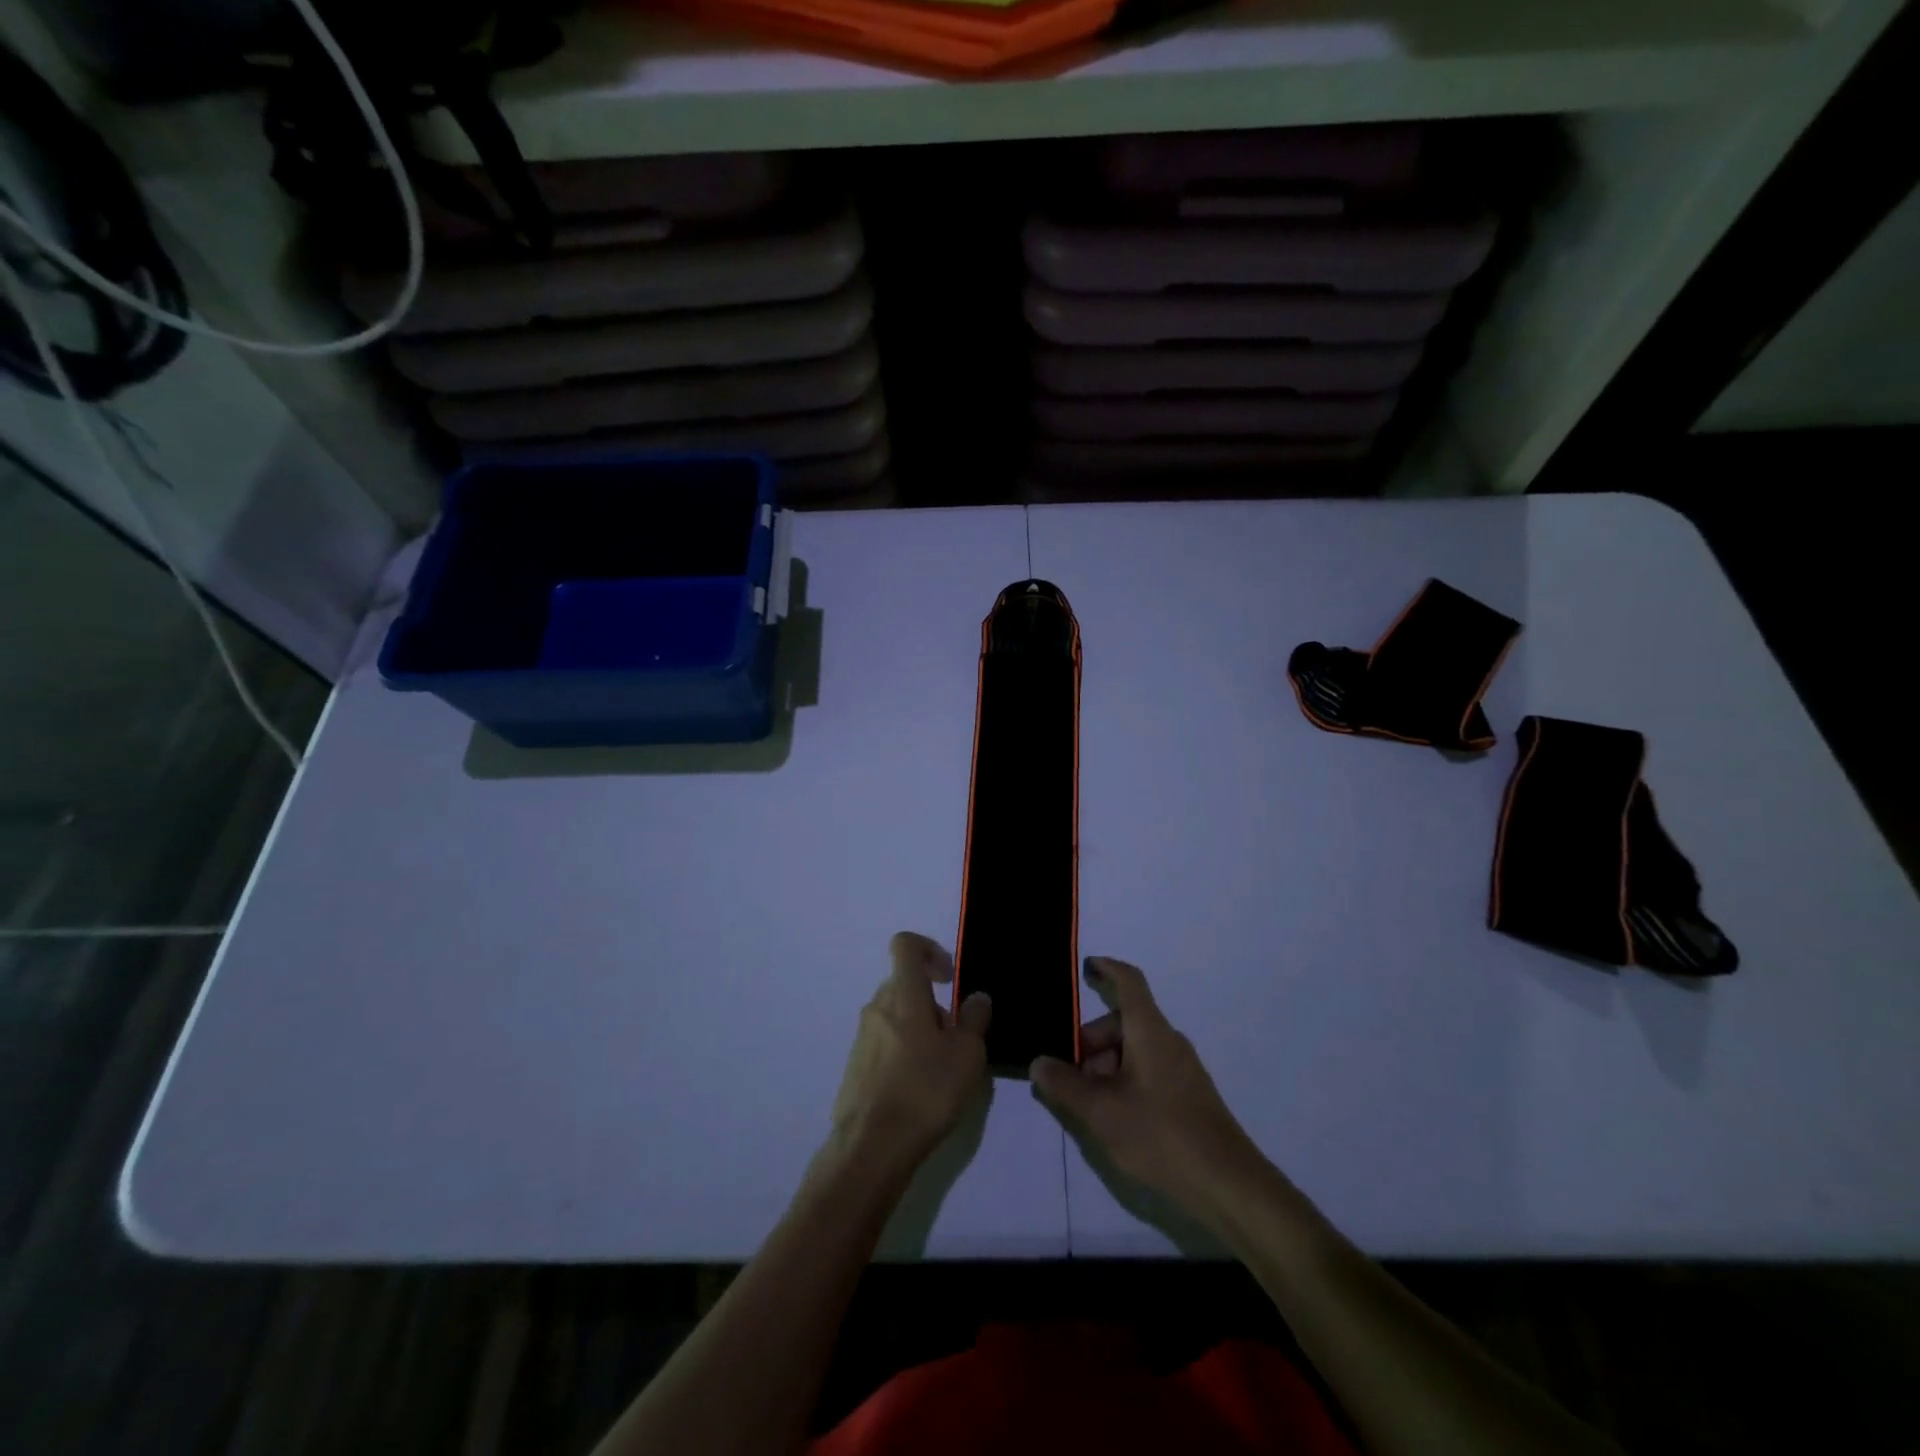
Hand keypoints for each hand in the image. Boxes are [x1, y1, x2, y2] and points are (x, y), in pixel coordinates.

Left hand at [830, 933, 991, 1172]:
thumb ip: (974, 1019)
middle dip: (932, 1001)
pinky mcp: (855, 1066)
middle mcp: (877, 1008)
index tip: (949, 977)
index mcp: (903, 995)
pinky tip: (919, 1089)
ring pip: (895, 1016)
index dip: (929, 949)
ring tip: (941, 1068)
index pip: (905, 945)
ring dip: (919, 1029)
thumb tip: (976, 997)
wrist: (872, 1146)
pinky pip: (884, 1043)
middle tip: (955, 1036)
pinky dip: (903, 1052)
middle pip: (904, 984)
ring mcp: (862, 1037)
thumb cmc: (925, 1090)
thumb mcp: (967, 1054)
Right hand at [1030, 956, 1263, 1216]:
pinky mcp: (1188, 1096)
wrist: (1228, 1185)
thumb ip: (1064, 1085)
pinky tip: (1114, 1119)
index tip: (1086, 967)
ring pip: (1134, 1050)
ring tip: (1088, 1105)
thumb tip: (1040, 1063)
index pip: (1128, 982)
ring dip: (1106, 1066)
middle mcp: (1168, 1041)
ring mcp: (1182, 1069)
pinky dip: (1124, 1081)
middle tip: (1068, 1075)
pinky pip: (1148, 1071)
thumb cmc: (1160, 1135)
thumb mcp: (1100, 1112)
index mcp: (1149, 1031)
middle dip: (1091, 1041)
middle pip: (1123, 1022)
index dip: (1107, 969)